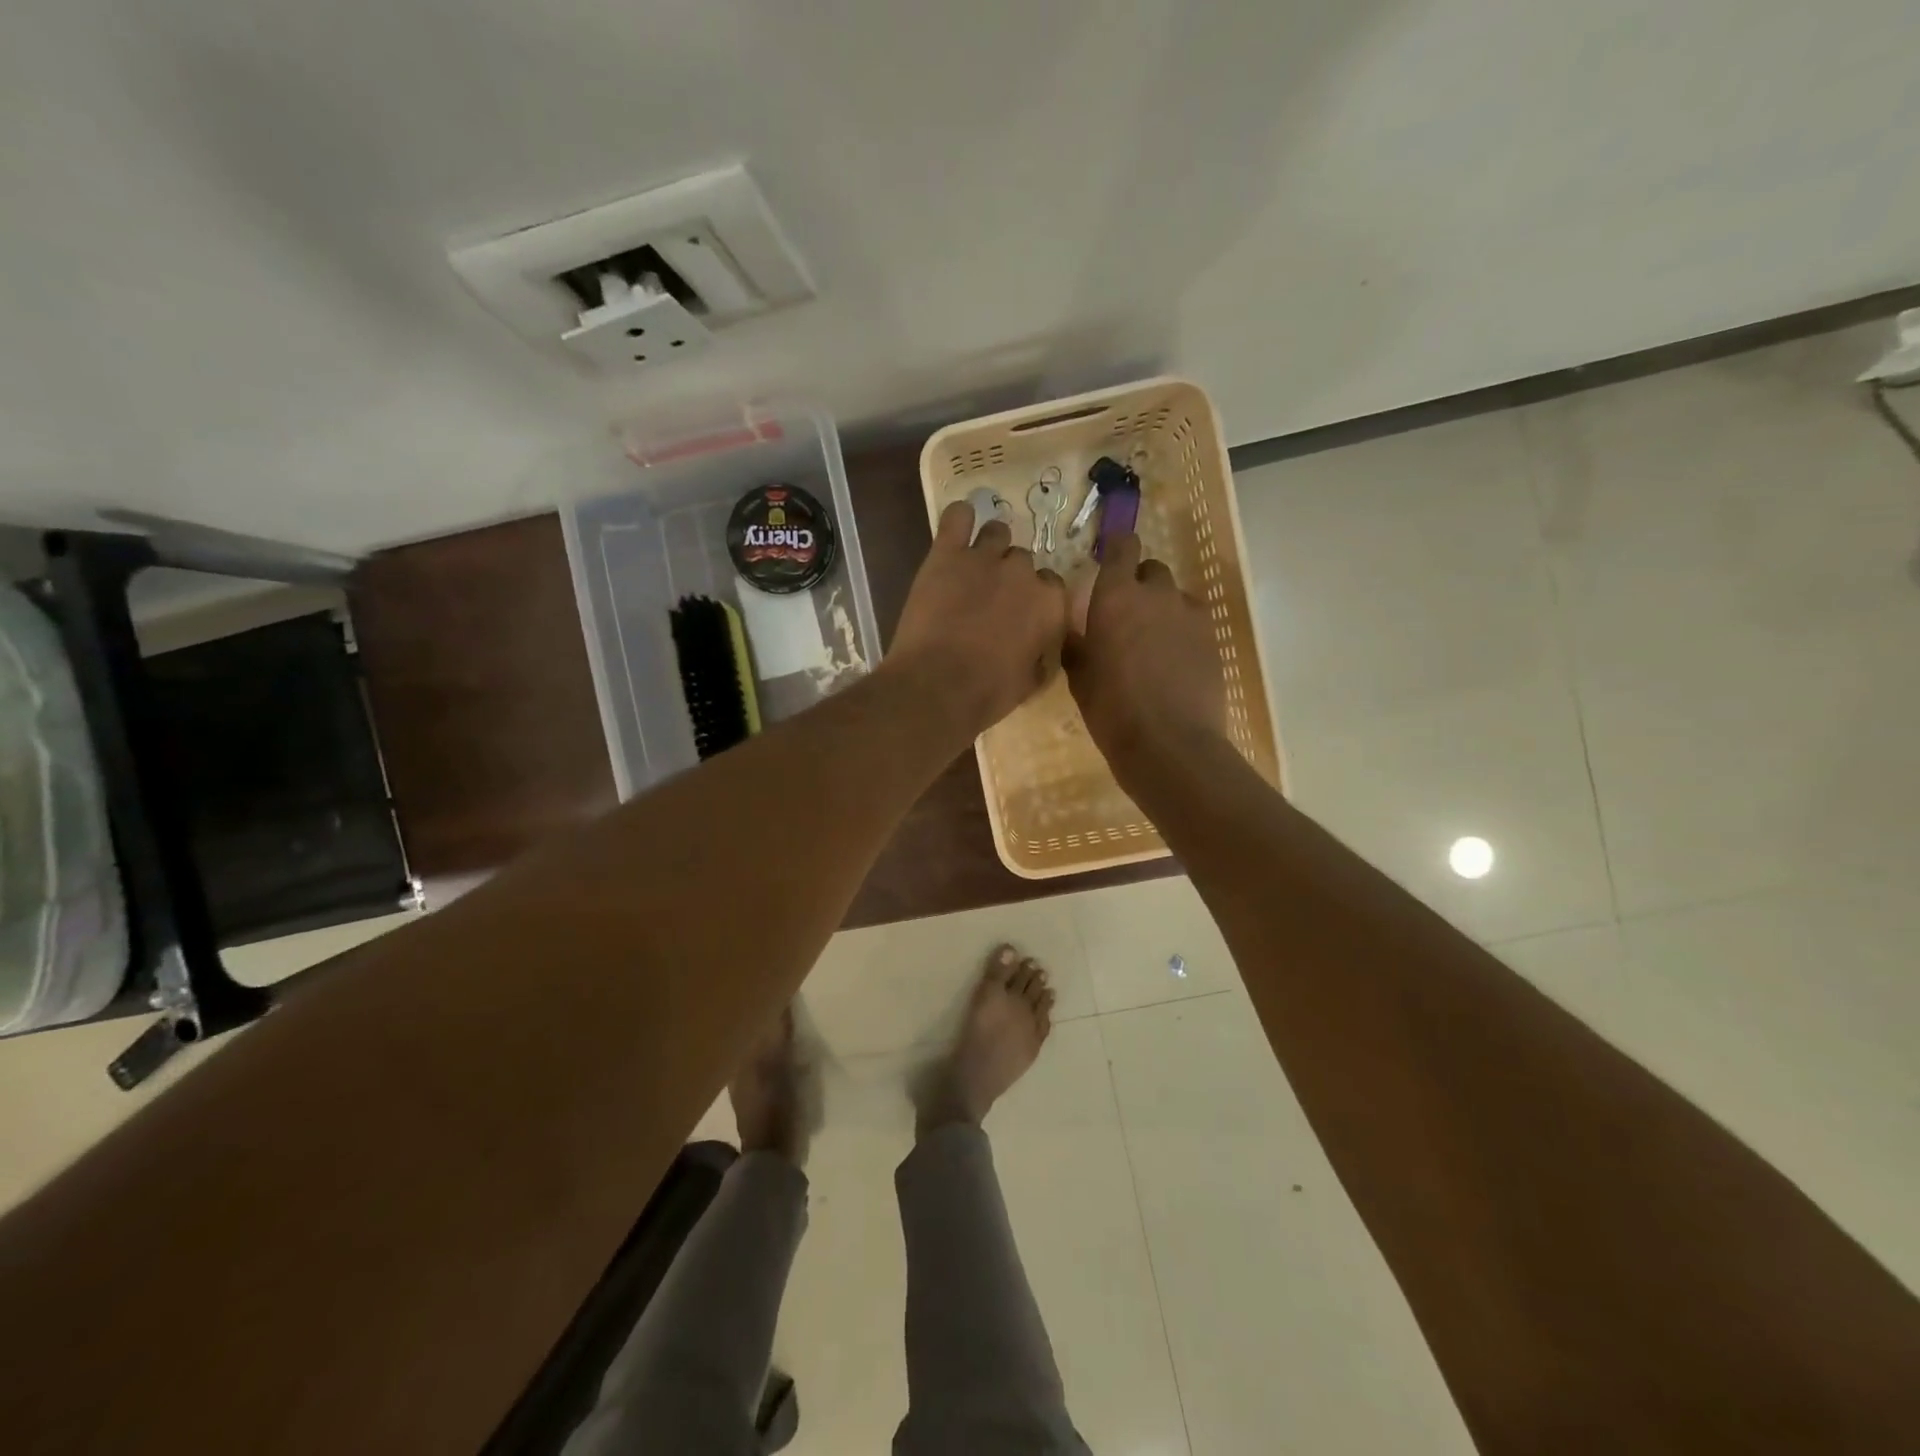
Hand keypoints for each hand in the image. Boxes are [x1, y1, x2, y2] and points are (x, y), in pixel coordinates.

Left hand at [888, 501, 1068, 735]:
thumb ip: (1043, 654)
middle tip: (991, 599)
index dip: (1035, 597)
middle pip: (1022, 561)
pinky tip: (958, 526)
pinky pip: (957, 517)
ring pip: (997, 533)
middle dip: (1010, 577)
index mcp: (1050, 604)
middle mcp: (1023, 573)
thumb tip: (1043, 646)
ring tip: (974, 567)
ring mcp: (984, 558)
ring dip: (990, 547)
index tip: (1021, 612)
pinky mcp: (946, 554)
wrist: (938, 687)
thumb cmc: (989, 693)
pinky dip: (960, 518)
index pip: (1052, 585)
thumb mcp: (1031, 682)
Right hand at [1064, 534, 1225, 779]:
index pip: (1122, 547)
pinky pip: (1194, 620)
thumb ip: (1078, 645)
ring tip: (1154, 642)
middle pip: (1151, 570)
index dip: (1118, 546)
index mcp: (1114, 597)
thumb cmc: (1112, 710)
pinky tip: (1176, 660)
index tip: (1111, 557)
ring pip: (1175, 596)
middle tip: (1127, 616)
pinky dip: (1183, 630)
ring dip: (1163, 608)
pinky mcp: (1213, 636)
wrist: (1168, 742)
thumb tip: (1077, 632)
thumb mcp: (1080, 678)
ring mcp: (1189, 614)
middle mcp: (1155, 594)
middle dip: (1139, 585)